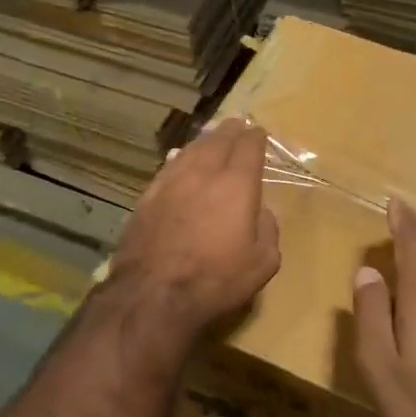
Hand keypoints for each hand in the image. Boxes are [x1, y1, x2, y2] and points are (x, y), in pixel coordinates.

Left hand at [111, 117, 280, 333]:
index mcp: (236, 184)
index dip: (255, 138)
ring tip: (210, 137)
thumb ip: (268, 231)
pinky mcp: (147, 197)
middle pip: (217, 141)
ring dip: (203, 141)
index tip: (258, 133)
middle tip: (236, 124)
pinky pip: (167, 167)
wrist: (153, 292)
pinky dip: (178, 158)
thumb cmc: (216, 279)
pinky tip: (177, 159)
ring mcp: (170, 183)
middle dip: (230, 131)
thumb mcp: (262, 263)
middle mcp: (203, 174)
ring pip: (189, 150)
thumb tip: (262, 212)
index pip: (248, 148)